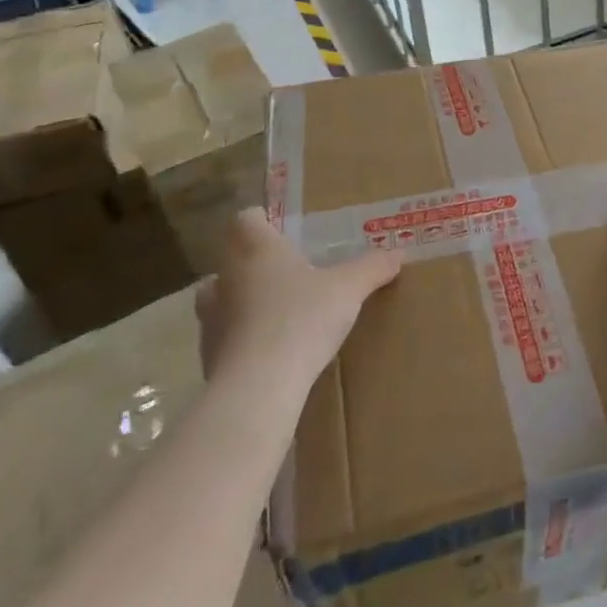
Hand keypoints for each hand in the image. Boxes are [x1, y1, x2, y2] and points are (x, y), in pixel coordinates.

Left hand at [196, 208, 399, 385]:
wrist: (258, 388)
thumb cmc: (302, 319)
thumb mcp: (349, 289)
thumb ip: (372, 268)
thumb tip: (398, 252)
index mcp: (256, 249)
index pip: (245, 219)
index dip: (263, 221)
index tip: (284, 231)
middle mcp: (226, 276)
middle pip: (232, 257)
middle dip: (256, 262)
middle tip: (290, 272)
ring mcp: (211, 318)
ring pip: (222, 297)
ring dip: (244, 300)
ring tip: (278, 311)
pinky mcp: (208, 355)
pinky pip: (225, 336)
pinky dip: (243, 338)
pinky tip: (270, 351)